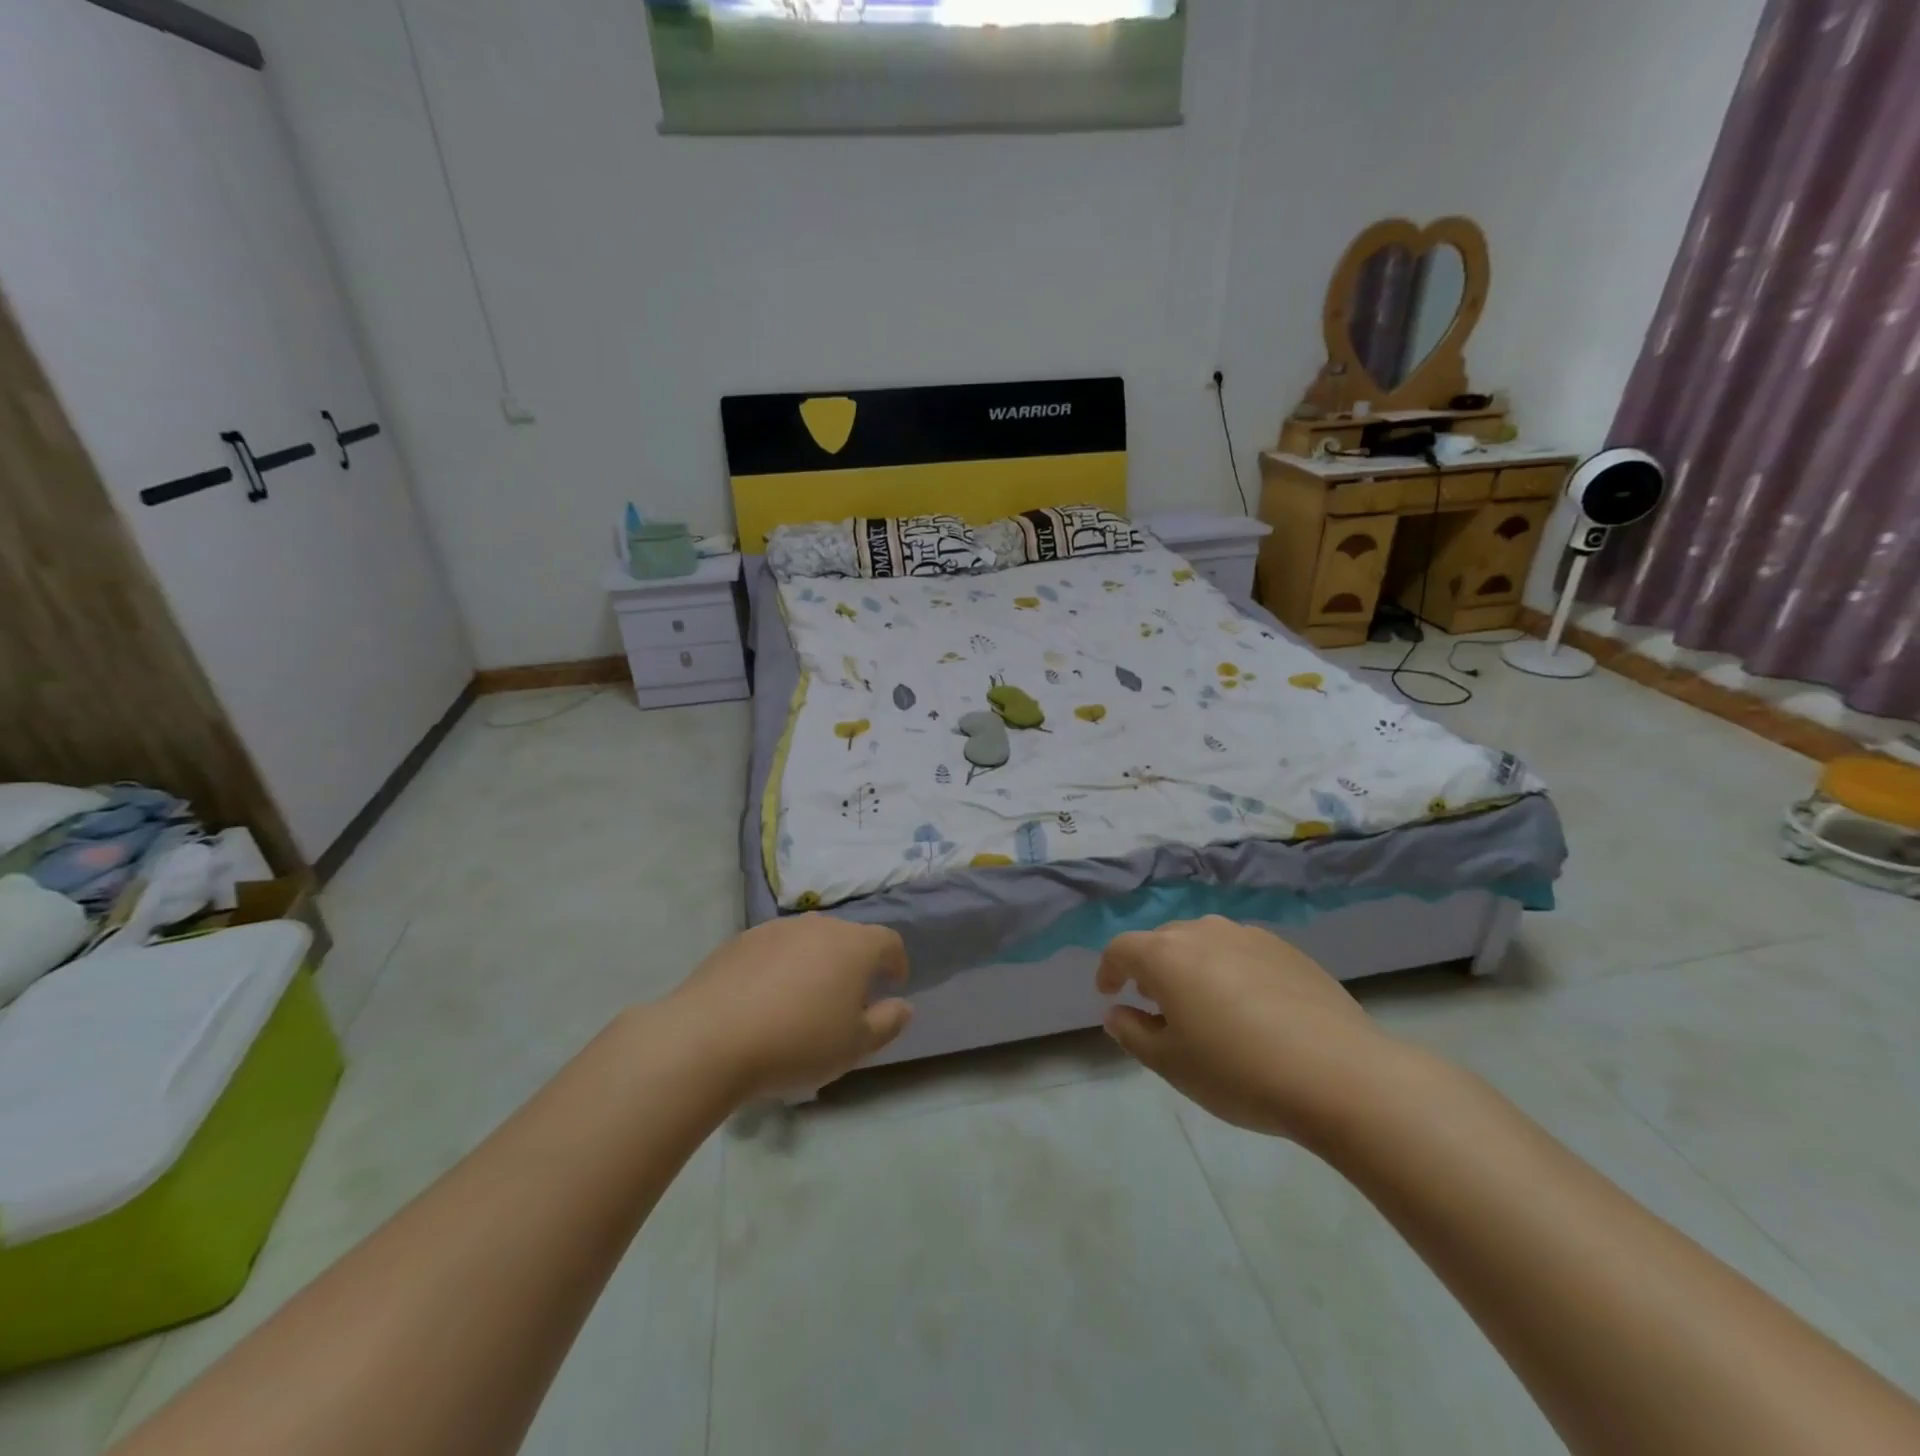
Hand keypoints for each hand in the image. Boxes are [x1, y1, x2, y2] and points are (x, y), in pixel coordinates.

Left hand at [669, 916, 912, 1099]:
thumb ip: (887, 1023)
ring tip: (803, 1000)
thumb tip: (902, 1005)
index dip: (895, 961)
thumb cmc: (796, 1042)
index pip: (888, 941)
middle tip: (847, 1000)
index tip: (892, 984)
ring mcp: (775, 929)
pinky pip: (773, 949)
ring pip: (808, 941)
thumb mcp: (855, 1046)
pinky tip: (764, 1000)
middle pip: (847, 938)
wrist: (709, 1038)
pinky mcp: (740, 941)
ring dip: (815, 963)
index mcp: (854, 945)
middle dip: (853, 963)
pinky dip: (779, 967)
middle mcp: (818, 926)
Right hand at [1096, 917, 1398, 1141]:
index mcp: (1166, 955)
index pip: (1121, 949)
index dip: (1108, 969)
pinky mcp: (1287, 949)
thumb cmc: (1239, 1072)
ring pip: (1204, 943)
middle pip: (1163, 941)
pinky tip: (1250, 1008)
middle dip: (1152, 968)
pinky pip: (1242, 952)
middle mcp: (1203, 932)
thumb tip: (1117, 1012)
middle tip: (1157, 1006)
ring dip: (1192, 967)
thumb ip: (1134, 1033)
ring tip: (1204, 1006)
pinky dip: (1230, 971)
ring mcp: (1249, 936)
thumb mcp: (1172, 1064)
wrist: (1339, 1074)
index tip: (1109, 993)